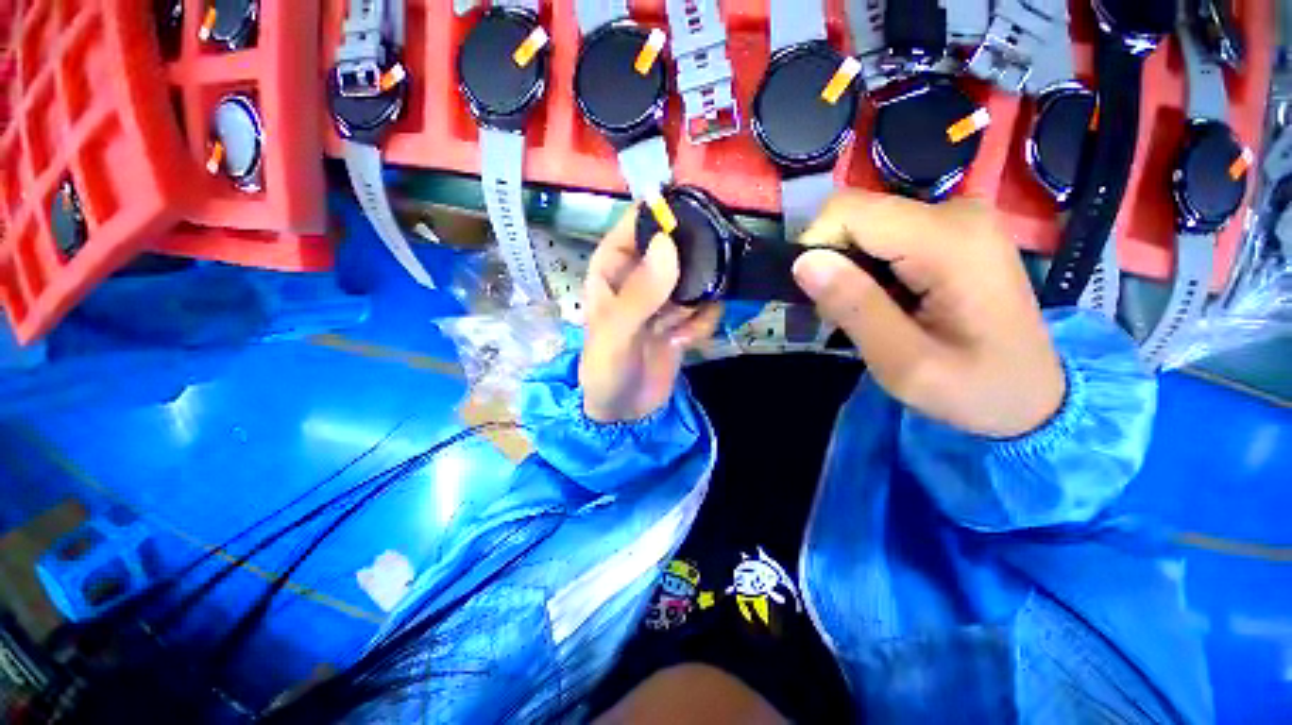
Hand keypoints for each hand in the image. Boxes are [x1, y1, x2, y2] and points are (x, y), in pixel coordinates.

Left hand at [580, 206, 722, 422]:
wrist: (625, 412)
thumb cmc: (606, 370)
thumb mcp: (616, 332)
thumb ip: (640, 292)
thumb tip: (668, 244)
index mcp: (613, 268)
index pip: (637, 224)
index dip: (663, 214)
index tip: (696, 215)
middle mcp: (641, 276)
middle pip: (676, 247)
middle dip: (693, 264)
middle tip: (701, 284)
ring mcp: (665, 298)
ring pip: (697, 278)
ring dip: (698, 302)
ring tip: (680, 327)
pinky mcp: (684, 320)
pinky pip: (706, 307)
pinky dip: (703, 323)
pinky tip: (686, 342)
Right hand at [793, 192, 1064, 437]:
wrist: (1032, 397)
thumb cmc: (972, 388)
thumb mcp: (903, 362)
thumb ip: (854, 307)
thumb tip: (803, 261)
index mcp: (949, 239)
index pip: (846, 211)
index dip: (818, 250)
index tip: (824, 299)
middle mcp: (956, 212)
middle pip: (856, 215)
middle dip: (835, 263)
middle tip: (848, 314)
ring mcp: (958, 217)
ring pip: (865, 226)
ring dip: (850, 269)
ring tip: (872, 313)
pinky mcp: (954, 230)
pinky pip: (885, 235)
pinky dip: (870, 267)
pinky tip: (889, 300)